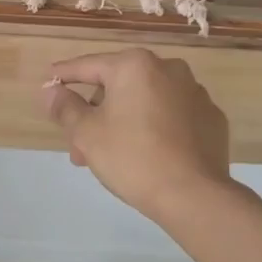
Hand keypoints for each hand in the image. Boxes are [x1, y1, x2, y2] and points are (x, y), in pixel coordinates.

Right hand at [39, 49, 231, 224]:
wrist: (194, 195)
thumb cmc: (132, 157)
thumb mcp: (86, 133)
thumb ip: (65, 107)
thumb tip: (51, 91)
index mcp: (135, 65)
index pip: (88, 65)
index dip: (65, 75)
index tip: (50, 79)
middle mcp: (169, 69)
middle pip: (119, 86)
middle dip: (95, 113)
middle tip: (79, 146)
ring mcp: (195, 93)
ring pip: (146, 102)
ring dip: (123, 121)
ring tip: (110, 156)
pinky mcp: (212, 118)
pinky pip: (172, 116)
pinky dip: (155, 128)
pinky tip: (147, 154)